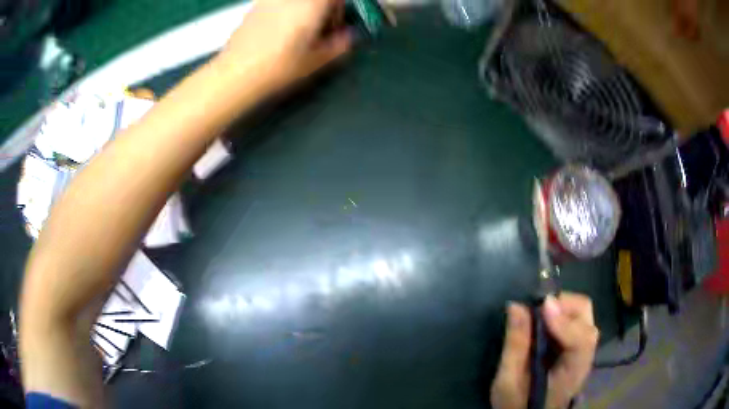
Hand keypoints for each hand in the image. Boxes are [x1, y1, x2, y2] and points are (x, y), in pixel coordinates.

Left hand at [217, 0, 351, 94]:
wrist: (237, 72)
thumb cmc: (281, 65)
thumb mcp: (318, 60)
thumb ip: (340, 44)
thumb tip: (348, 35)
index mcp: (313, 3)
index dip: (338, 10)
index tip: (333, 28)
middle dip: (321, 9)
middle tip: (316, 31)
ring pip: (297, 2)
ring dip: (303, 11)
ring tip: (297, 32)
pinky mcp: (255, 5)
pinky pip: (278, 3)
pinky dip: (285, 11)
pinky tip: (278, 31)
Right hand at [491, 293, 598, 408]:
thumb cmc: (517, 404)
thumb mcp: (508, 381)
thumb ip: (516, 345)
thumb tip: (516, 306)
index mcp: (571, 372)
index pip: (581, 340)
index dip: (564, 321)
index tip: (541, 307)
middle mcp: (585, 356)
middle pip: (587, 318)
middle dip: (564, 305)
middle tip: (538, 308)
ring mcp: (583, 350)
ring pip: (583, 314)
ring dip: (562, 307)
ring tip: (539, 314)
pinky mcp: (576, 346)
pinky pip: (575, 319)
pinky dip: (560, 314)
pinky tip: (544, 322)